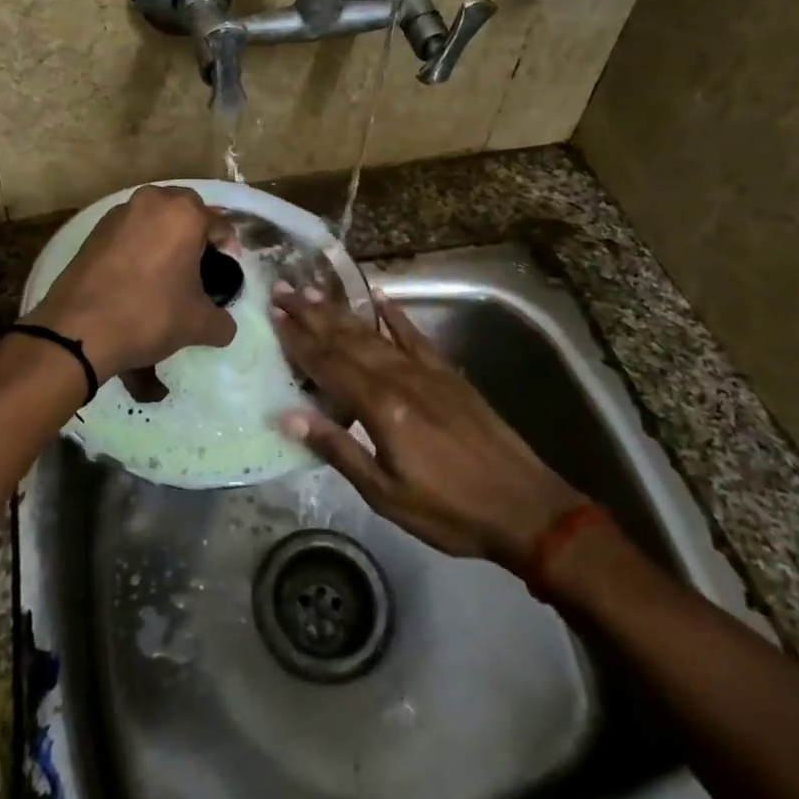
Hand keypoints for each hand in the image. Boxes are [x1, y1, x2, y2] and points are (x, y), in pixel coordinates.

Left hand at [24, 185, 237, 380]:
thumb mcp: (198, 324)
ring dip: (165, 236)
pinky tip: (138, 274)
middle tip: (199, 265)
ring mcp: (119, 213)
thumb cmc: (149, 315)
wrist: (79, 329)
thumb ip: (221, 322)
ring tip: (167, 270)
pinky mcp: (94, 230)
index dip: (228, 248)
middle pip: (186, 211)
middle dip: (195, 234)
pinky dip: (138, 245)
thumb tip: (224, 326)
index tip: (227, 270)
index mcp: (184, 214)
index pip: (219, 224)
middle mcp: (152, 201)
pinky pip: (129, 230)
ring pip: (154, 217)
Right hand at [271, 284, 586, 572]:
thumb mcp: (385, 494)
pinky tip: (380, 297)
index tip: (274, 314)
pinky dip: (395, 314)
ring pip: (375, 333)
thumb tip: (289, 415)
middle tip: (283, 289)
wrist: (524, 506)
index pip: (328, 365)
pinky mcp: (448, 373)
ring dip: (342, 311)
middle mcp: (400, 377)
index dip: (298, 340)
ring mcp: (427, 371)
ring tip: (315, 290)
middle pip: (347, 340)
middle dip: (312, 314)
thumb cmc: (448, 509)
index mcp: (381, 407)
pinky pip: (415, 335)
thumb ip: (338, 448)